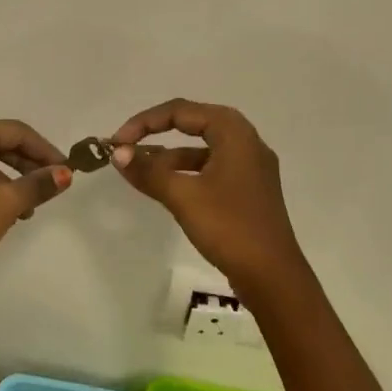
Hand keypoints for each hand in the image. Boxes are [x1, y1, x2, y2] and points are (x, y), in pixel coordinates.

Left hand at [0, 119, 72, 289]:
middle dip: (27, 163)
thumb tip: (65, 173)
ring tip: (29, 206)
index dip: (44, 149)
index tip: (65, 169)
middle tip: (51, 184)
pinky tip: (3, 209)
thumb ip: (38, 184)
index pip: (15, 131)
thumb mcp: (6, 203)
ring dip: (10, 177)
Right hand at [110, 99, 307, 296]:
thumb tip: (117, 153)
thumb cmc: (229, 227)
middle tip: (127, 148)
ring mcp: (250, 166)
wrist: (274, 279)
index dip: (144, 122)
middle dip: (156, 133)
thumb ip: (148, 171)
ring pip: (202, 148)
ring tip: (138, 169)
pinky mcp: (248, 189)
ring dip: (169, 155)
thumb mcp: (183, 197)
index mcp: (234, 132)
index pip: (181, 111)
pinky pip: (211, 167)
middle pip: (193, 123)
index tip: (118, 142)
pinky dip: (186, 172)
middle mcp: (246, 141)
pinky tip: (165, 187)